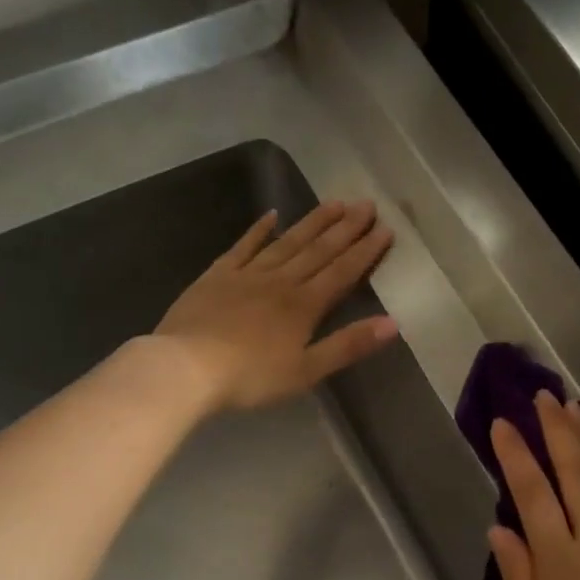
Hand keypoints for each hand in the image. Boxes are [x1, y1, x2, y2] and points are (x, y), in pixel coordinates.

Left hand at [153, 200, 397, 410]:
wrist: (186, 366)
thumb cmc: (250, 377)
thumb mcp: (306, 370)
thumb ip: (348, 345)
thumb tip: (393, 323)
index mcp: (304, 306)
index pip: (342, 272)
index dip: (365, 251)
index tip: (385, 229)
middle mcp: (281, 282)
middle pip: (319, 250)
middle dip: (346, 228)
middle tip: (367, 204)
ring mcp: (247, 274)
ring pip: (287, 242)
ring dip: (313, 222)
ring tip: (334, 202)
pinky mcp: (217, 275)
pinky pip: (243, 246)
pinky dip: (259, 230)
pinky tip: (272, 214)